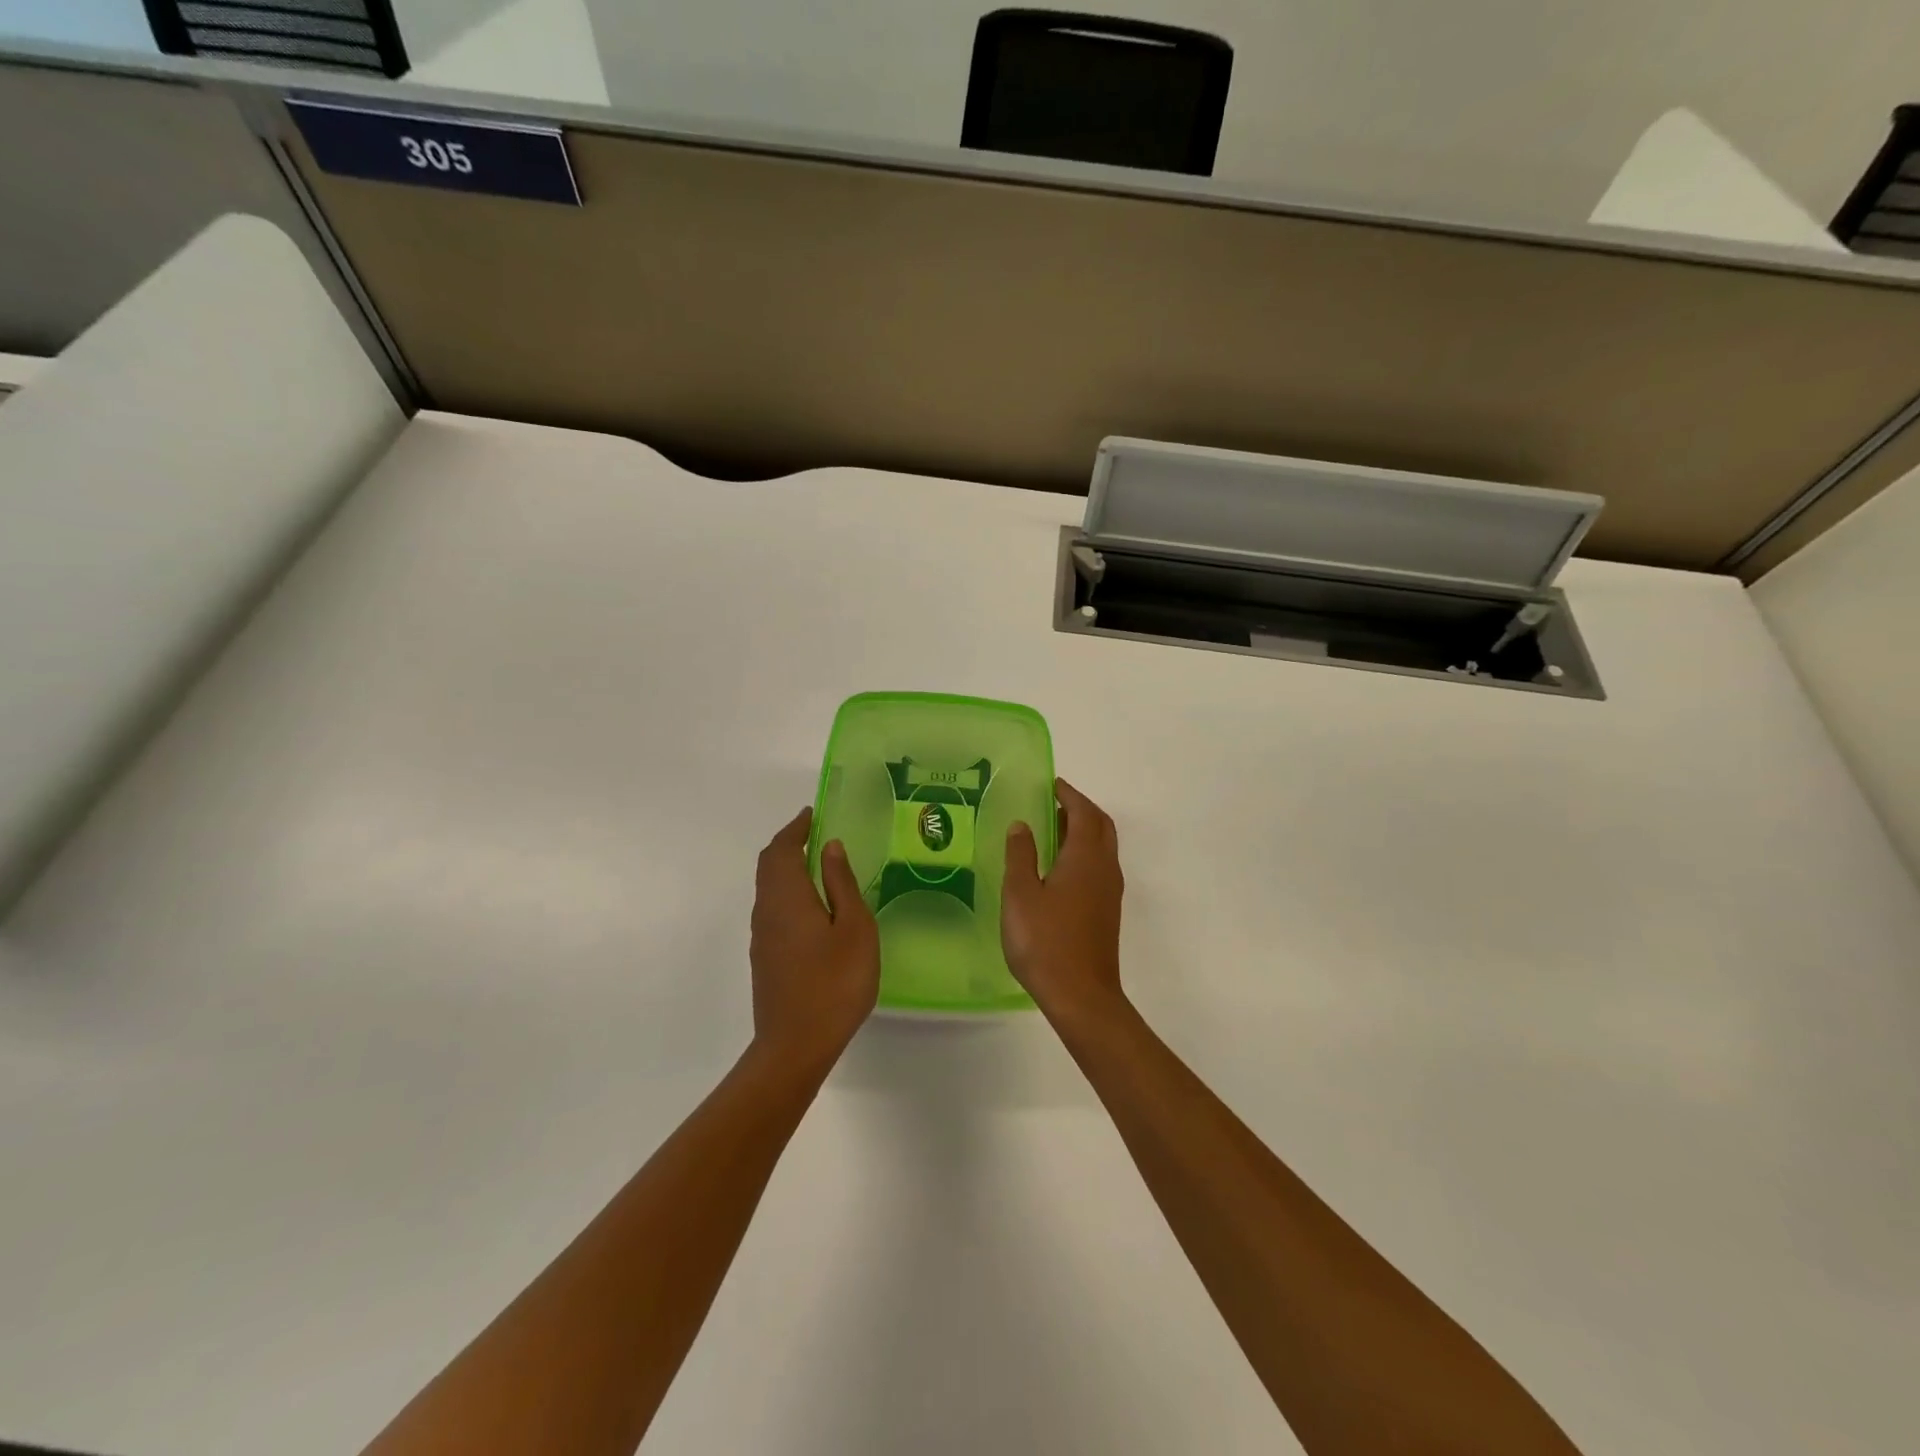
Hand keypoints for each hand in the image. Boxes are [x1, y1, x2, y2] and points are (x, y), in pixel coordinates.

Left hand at [748, 807, 879, 1078]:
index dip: (796, 828)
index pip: (782, 849)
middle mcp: (767, 910)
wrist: (795, 1045)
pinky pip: (771, 908)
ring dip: (786, 867)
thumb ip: (842, 884)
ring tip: (816, 864)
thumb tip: (830, 847)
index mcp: (788, 896)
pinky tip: (811, 906)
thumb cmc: (835, 982)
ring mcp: (762, 936)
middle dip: (788, 844)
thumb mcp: (854, 928)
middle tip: (814, 833)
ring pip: (767, 887)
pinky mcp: (765, 957)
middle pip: (769, 865)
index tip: (813, 814)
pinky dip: (787, 890)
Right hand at [1002, 778, 1126, 1030]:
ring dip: (1084, 831)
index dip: (1069, 795)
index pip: (1084, 813)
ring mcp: (1110, 892)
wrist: (1081, 996)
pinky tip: (1060, 867)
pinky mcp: (1107, 911)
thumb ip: (1021, 855)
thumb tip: (1021, 825)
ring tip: (1054, 829)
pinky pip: (1099, 866)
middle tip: (1054, 802)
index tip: (1052, 784)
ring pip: (1103, 847)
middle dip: (1081, 808)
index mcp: (1086, 858)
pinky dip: (1084, 852)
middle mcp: (1105, 868)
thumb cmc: (1045, 941)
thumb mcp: (1021, 895)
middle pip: (1101, 826)